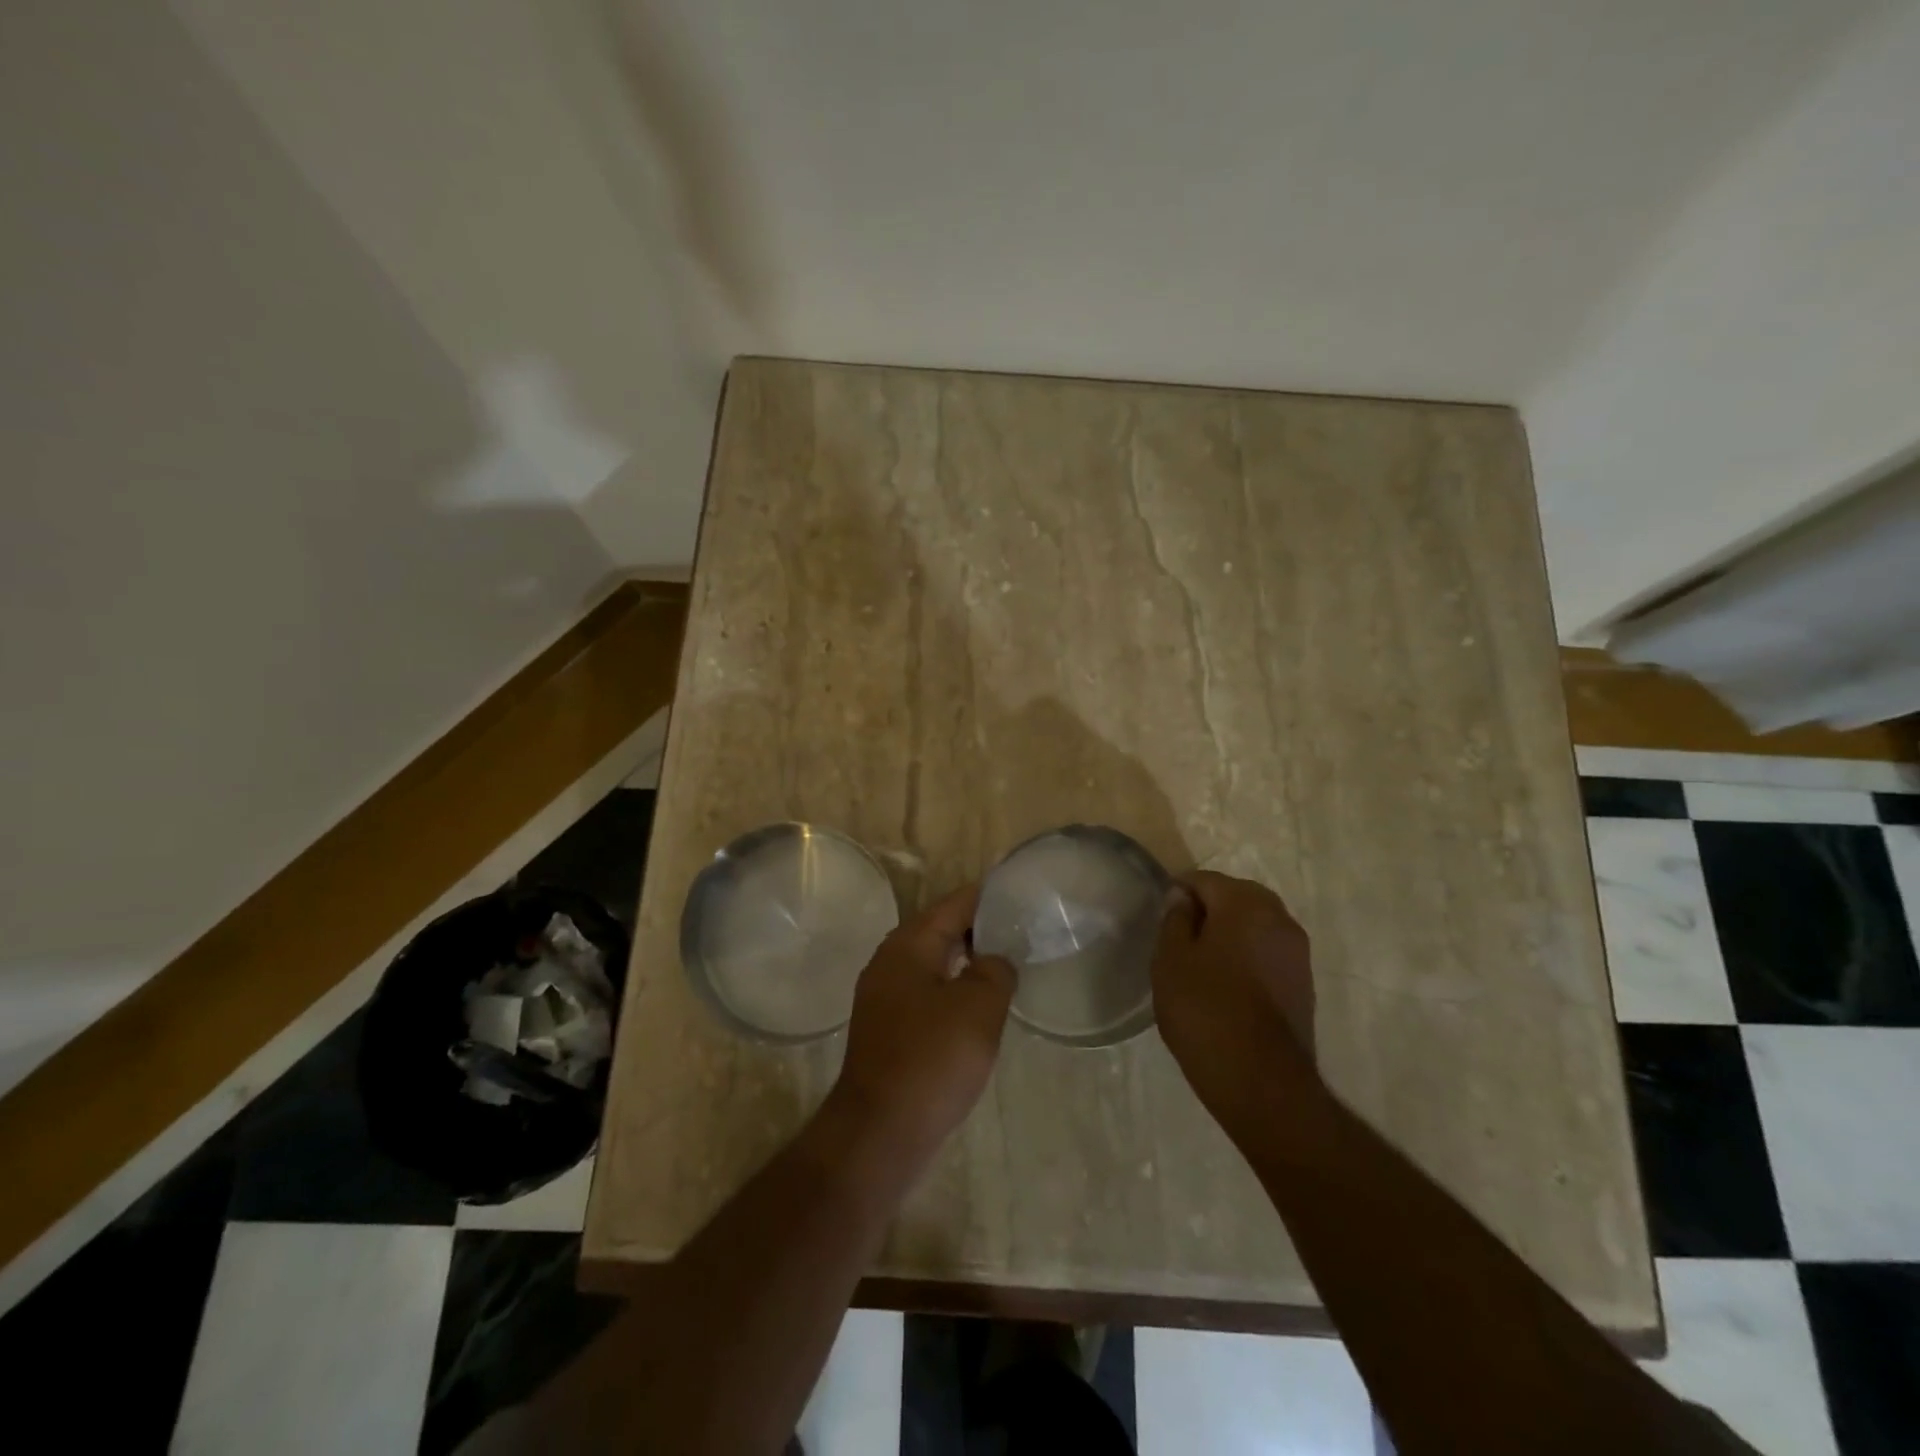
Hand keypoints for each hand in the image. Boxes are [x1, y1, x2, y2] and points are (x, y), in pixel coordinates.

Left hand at [830, 883, 1015, 1157]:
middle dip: (979, 929)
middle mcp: (890, 962)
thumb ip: (995, 970)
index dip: (988, 896)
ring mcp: (885, 997)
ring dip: (967, 962)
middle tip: (1021, 931)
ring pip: (934, 963)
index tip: (1020, 893)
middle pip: (941, 930)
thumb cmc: (932, 1059)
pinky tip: (978, 1007)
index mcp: (908, 945)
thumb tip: (995, 961)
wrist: (881, 1132)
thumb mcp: (979, 1007)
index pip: (954, 904)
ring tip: (1007, 965)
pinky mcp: (888, 1029)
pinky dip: (954, 990)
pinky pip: (927, 993)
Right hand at [1151, 871, 1317, 1125]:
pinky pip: (1269, 951)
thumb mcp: (1170, 960)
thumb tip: (1182, 898)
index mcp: (1245, 904)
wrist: (1261, 1081)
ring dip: (1231, 932)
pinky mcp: (1304, 982)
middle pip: (1237, 896)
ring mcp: (1297, 952)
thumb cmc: (1205, 1011)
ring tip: (1202, 961)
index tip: (1162, 917)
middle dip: (1209, 908)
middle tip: (1180, 937)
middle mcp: (1279, 918)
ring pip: (1256, 924)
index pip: (1205, 879)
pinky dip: (1248, 955)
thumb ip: (1175, 919)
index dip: (1179, 892)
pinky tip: (1228, 983)